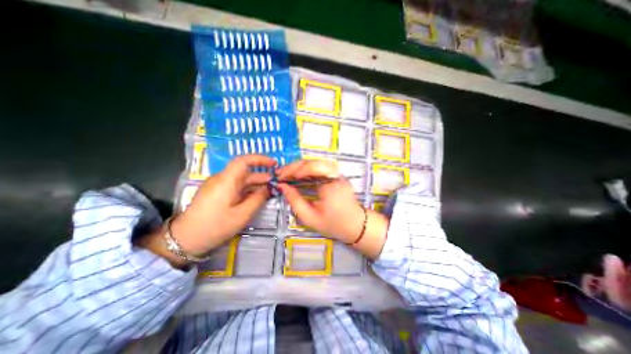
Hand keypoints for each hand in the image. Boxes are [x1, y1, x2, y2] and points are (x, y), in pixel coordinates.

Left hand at [137, 153, 274, 266]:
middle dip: (262, 176)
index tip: (274, 164)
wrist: (185, 240)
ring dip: (256, 184)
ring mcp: (218, 186)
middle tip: (277, 183)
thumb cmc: (215, 226)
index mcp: (226, 180)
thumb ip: (258, 199)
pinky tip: (256, 197)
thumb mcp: (242, 214)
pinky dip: (248, 190)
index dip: (260, 159)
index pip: (243, 160)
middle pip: (245, 172)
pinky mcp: (216, 193)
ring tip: (270, 190)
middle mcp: (221, 179)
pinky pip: (235, 187)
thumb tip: (270, 188)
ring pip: (241, 180)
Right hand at [276, 159, 390, 257]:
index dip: (294, 170)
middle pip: (312, 162)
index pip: (311, 167)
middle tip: (280, 173)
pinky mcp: (337, 175)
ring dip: (300, 166)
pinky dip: (307, 169)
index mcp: (330, 185)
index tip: (281, 177)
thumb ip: (295, 201)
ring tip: (287, 173)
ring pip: (316, 162)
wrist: (356, 225)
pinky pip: (320, 167)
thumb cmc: (334, 224)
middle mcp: (335, 175)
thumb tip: (282, 186)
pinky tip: (299, 175)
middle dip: (294, 166)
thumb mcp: (310, 217)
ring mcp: (338, 173)